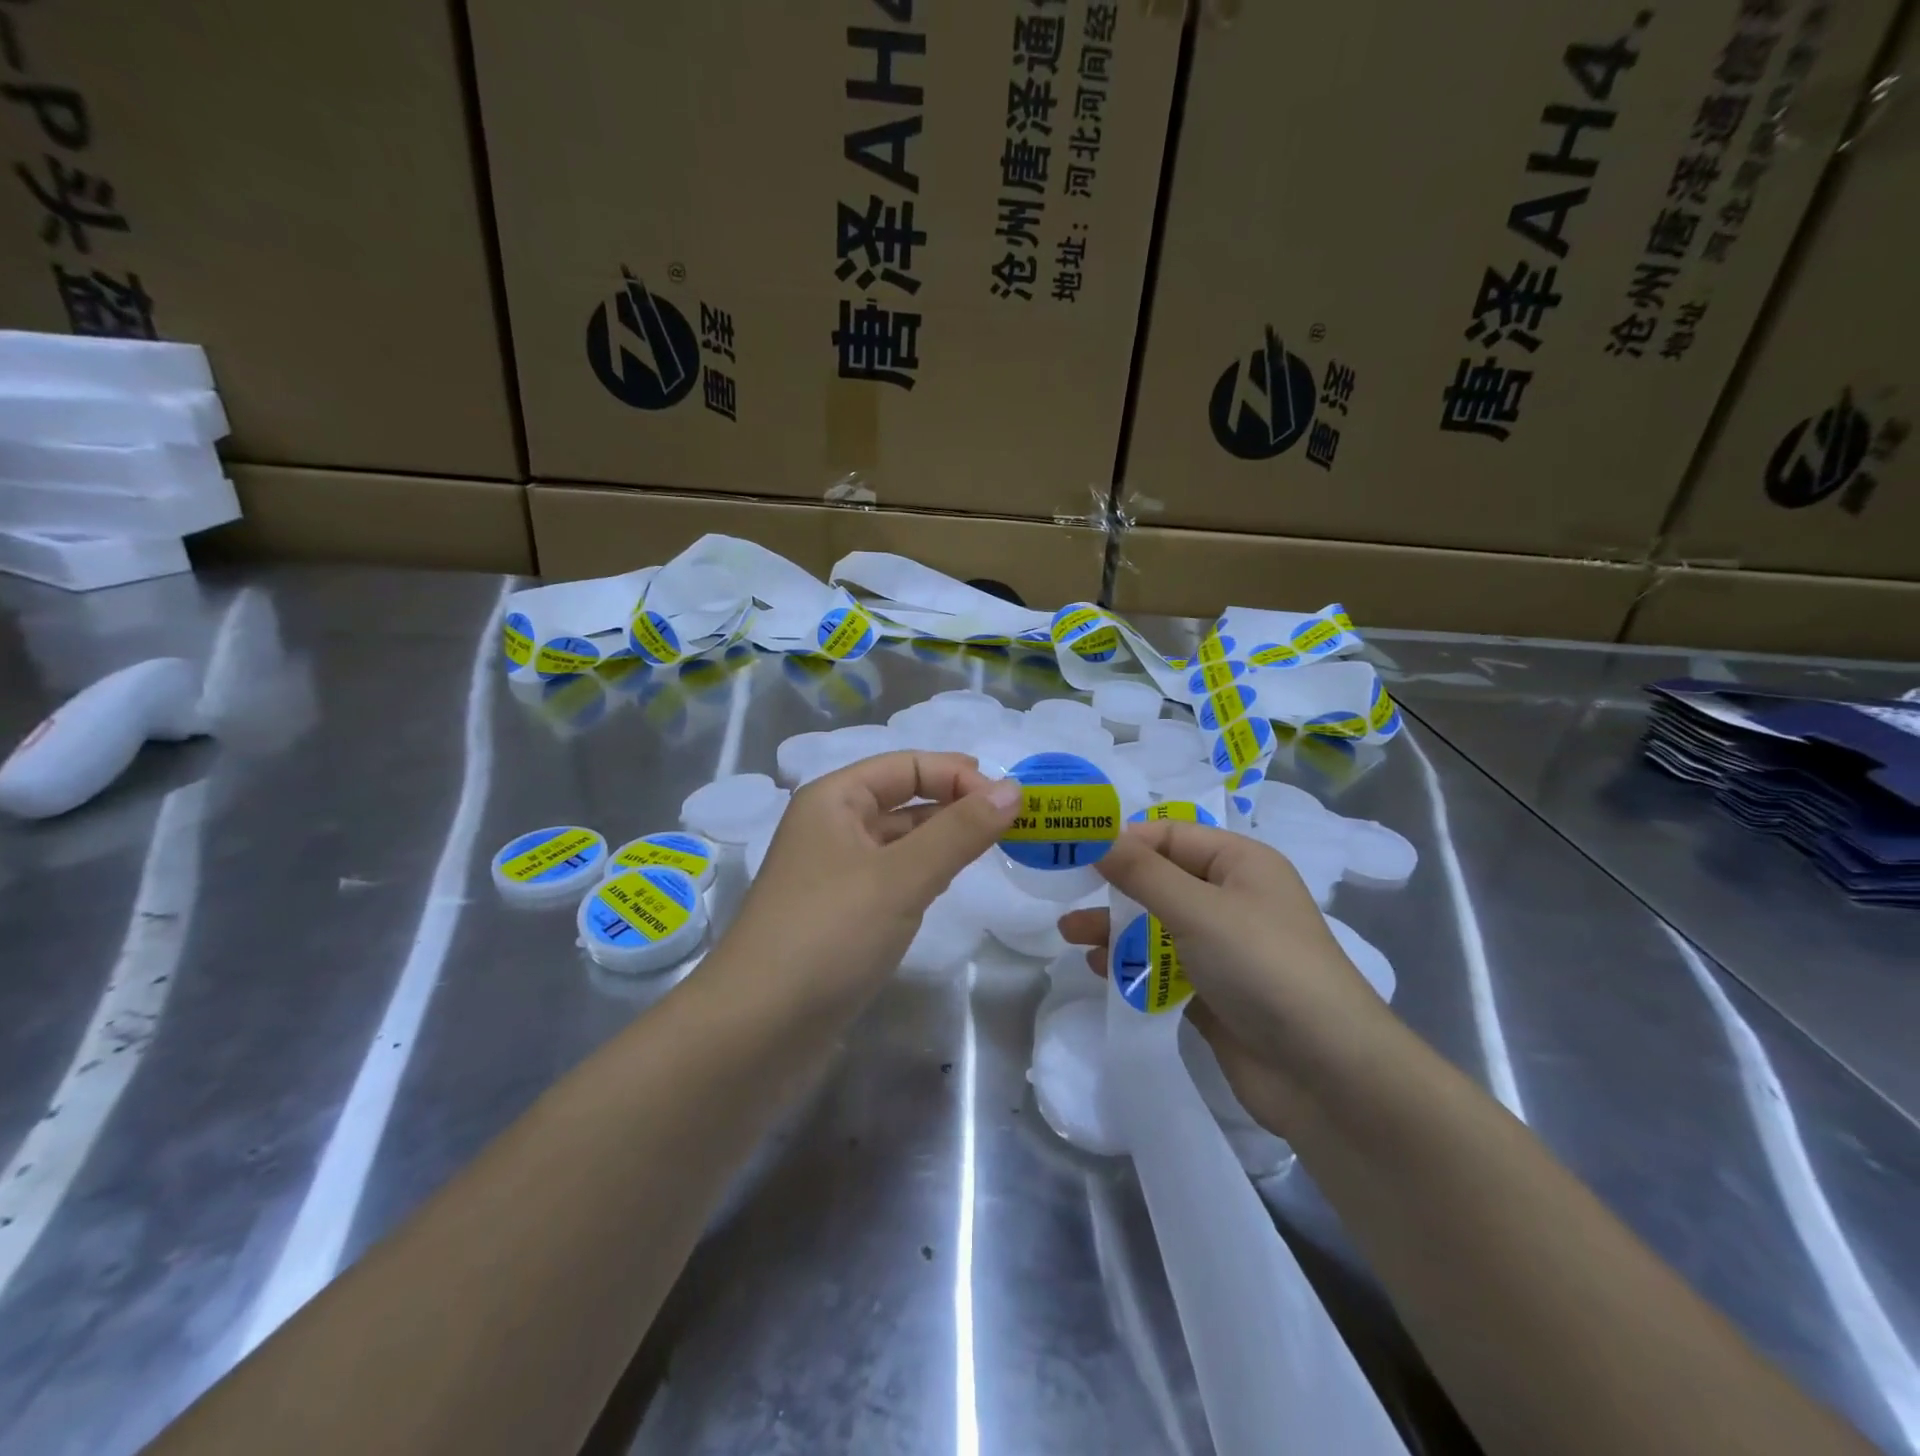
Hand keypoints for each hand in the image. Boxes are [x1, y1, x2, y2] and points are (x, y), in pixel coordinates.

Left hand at [718, 752, 1020, 1008]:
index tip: (1012, 802)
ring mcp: (834, 874)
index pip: (908, 765)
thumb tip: (1013, 789)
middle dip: (957, 805)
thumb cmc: (829, 934)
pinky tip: (951, 886)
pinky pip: (892, 879)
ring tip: (996, 850)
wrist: (756, 1032)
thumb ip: (960, 831)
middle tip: (1015, 824)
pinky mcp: (841, 916)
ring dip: (943, 840)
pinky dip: (925, 874)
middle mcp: (831, 827)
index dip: (959, 775)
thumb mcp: (901, 876)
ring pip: (900, 842)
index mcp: (834, 799)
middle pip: (904, 799)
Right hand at [1059, 820, 1396, 1136]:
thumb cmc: (1263, 967)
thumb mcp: (1198, 910)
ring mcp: (1224, 948)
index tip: (1072, 850)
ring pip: (1157, 924)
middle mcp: (1232, 898)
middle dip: (1113, 886)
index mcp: (1240, 863)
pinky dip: (1133, 964)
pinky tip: (1099, 970)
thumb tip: (1095, 835)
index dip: (1122, 839)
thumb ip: (1141, 872)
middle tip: (1063, 893)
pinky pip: (1164, 966)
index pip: (1170, 835)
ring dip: (1115, 927)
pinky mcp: (1214, 992)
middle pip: (1160, 879)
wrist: (1326, 1074)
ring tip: (1069, 935)